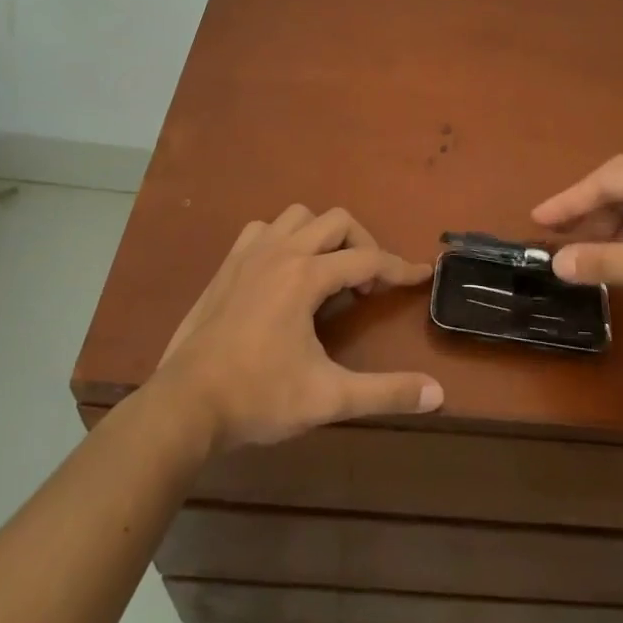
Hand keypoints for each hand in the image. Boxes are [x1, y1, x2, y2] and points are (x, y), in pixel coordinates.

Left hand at [152, 205, 443, 453]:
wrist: (184, 405)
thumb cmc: (258, 397)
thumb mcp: (328, 398)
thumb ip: (386, 392)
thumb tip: (438, 394)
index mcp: (306, 276)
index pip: (368, 259)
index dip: (400, 268)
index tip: (422, 275)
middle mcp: (280, 252)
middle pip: (337, 222)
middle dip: (363, 244)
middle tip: (368, 285)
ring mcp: (249, 254)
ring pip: (298, 217)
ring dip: (323, 236)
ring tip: (330, 273)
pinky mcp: (227, 266)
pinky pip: (263, 230)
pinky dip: (284, 239)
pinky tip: (284, 272)